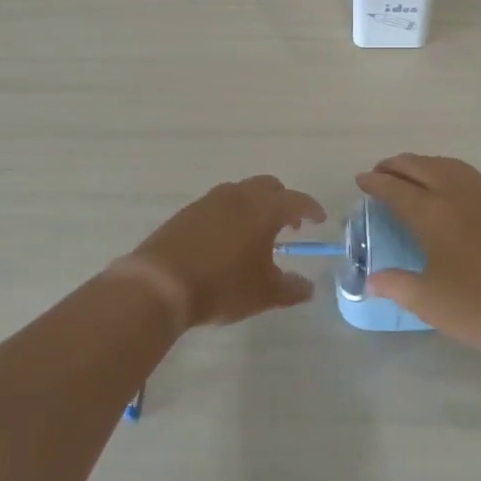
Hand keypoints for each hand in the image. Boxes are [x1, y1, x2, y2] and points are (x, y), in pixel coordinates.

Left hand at [114, 175, 326, 331]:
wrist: (161, 284)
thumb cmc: (222, 286)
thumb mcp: (264, 294)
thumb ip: (291, 289)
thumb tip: (308, 287)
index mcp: (264, 209)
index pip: (297, 200)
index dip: (311, 209)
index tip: (319, 219)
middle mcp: (239, 195)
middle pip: (268, 186)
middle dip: (283, 202)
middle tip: (288, 226)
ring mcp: (210, 200)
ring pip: (241, 192)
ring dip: (255, 206)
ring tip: (256, 234)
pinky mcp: (187, 211)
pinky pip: (218, 204)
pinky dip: (231, 214)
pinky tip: (226, 240)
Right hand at [355, 154, 480, 359]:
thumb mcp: (432, 304)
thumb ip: (397, 285)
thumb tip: (371, 280)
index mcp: (434, 214)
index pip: (395, 189)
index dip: (375, 183)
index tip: (361, 180)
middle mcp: (458, 193)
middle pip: (421, 166)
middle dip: (396, 166)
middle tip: (381, 172)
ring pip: (448, 165)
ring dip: (424, 164)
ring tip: (412, 174)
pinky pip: (469, 175)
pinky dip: (448, 172)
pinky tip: (450, 188)